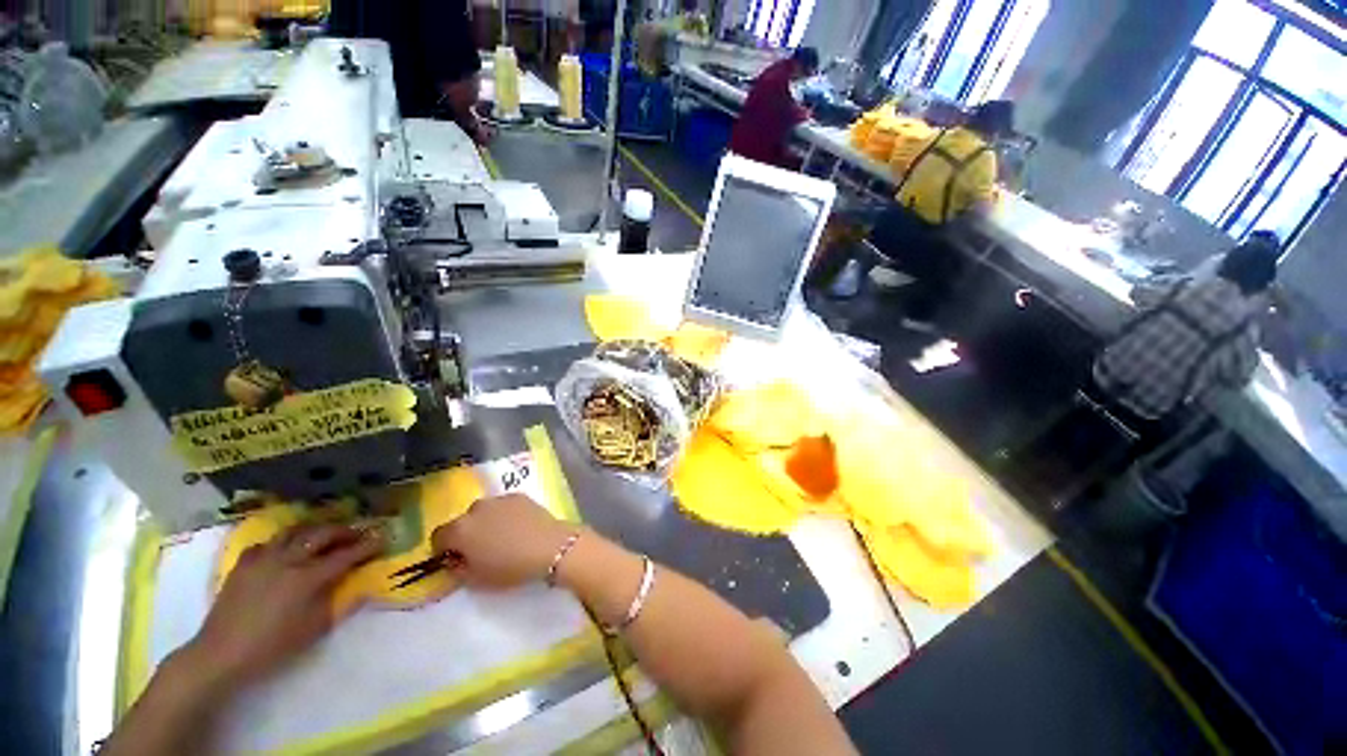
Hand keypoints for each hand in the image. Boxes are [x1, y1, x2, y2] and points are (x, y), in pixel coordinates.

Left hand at [182, 524, 381, 692]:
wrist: (220, 655)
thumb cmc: (273, 647)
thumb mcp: (314, 630)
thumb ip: (339, 602)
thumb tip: (361, 585)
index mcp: (307, 578)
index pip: (346, 555)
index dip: (367, 545)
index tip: (384, 537)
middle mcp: (288, 560)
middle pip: (322, 534)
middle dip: (344, 531)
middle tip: (359, 533)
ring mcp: (263, 559)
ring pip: (295, 532)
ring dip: (315, 530)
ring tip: (326, 535)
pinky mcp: (244, 564)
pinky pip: (268, 542)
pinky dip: (283, 541)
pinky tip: (286, 549)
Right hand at [431, 494, 575, 588]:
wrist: (549, 546)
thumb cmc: (510, 567)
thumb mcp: (476, 579)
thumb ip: (457, 569)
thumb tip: (454, 560)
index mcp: (460, 530)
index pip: (438, 536)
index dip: (443, 549)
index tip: (455, 559)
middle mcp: (476, 508)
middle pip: (463, 521)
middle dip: (467, 534)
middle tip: (480, 549)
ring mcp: (499, 499)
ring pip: (484, 511)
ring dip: (486, 521)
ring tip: (502, 536)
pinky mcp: (519, 495)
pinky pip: (504, 505)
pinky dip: (505, 514)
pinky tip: (518, 526)